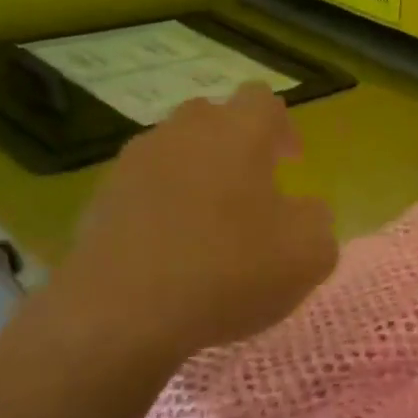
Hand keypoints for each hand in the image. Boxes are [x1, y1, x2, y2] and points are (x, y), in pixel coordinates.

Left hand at [15, 84, 337, 403]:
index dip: (282, 127)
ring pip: (174, 151)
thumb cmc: (229, 272)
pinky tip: (172, 249)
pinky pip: (143, 188)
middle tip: (253, 188)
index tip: (291, 163)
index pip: (263, 99)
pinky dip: (161, 206)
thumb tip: (303, 211)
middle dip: (236, 144)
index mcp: (238, 133)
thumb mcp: (310, 254)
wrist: (120, 317)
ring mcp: (134, 164)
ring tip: (210, 222)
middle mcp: (183, 133)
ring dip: (197, 174)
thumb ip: (318, 219)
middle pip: (213, 117)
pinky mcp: (100, 200)